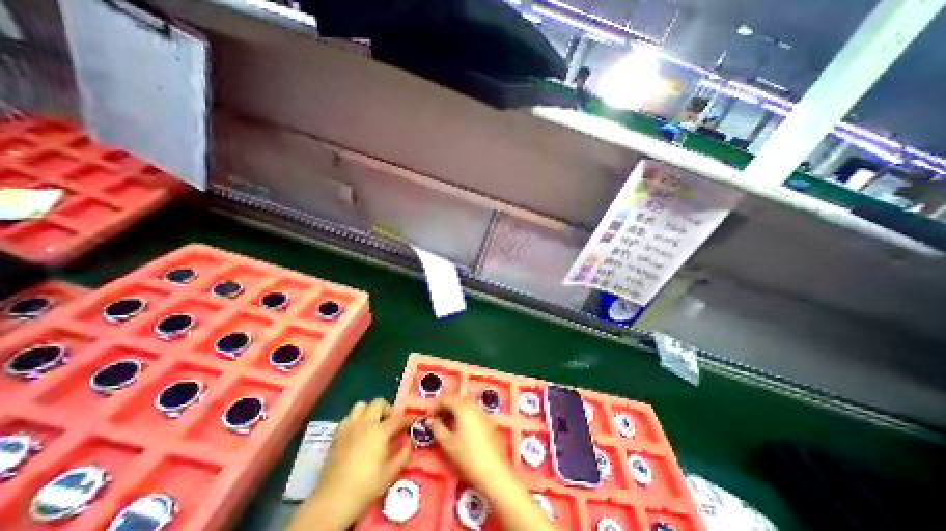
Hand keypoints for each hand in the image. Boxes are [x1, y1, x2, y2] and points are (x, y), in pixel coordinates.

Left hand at [293, 399, 414, 530]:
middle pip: (378, 403)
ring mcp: (349, 427)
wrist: (333, 500)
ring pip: (361, 405)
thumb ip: (404, 453)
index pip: (398, 418)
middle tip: (390, 422)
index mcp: (380, 430)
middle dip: (387, 409)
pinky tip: (357, 431)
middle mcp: (365, 423)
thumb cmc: (366, 485)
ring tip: (372, 423)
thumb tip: (410, 440)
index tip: (411, 422)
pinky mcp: (337, 434)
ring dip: (369, 410)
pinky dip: (355, 419)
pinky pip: (348, 417)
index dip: (407, 419)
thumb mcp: (391, 472)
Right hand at [431, 396, 514, 494]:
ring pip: (468, 405)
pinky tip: (463, 429)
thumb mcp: (447, 444)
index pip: (447, 399)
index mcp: (463, 407)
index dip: (437, 406)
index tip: (430, 416)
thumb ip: (437, 429)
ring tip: (449, 424)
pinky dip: (467, 416)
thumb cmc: (467, 456)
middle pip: (458, 400)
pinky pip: (475, 413)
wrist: (494, 471)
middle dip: (447, 406)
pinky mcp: (490, 422)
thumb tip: (430, 420)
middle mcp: (474, 405)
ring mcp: (484, 413)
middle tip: (438, 419)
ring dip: (457, 410)